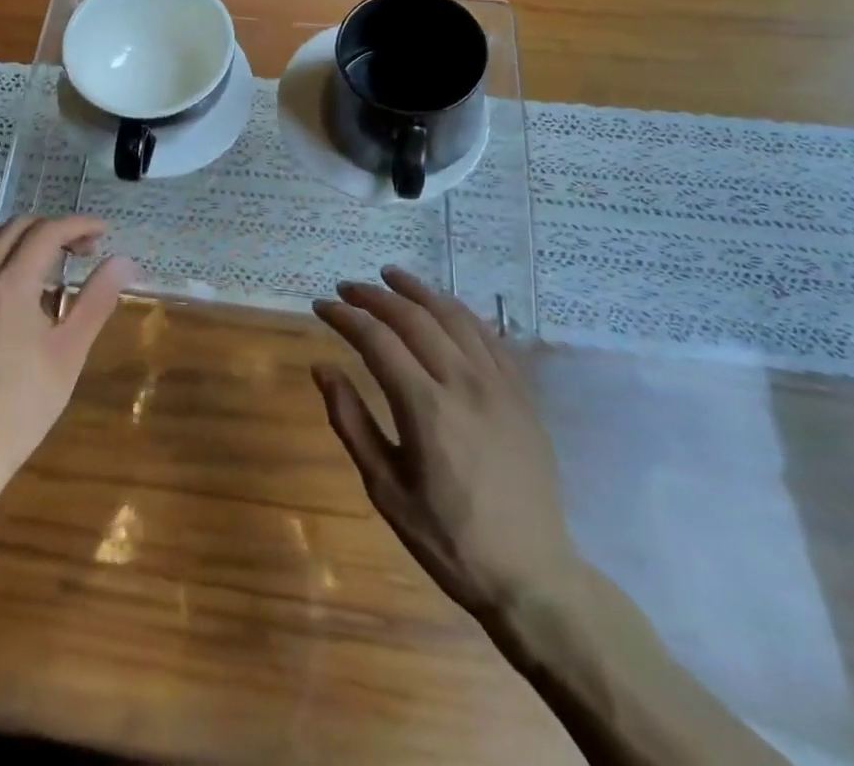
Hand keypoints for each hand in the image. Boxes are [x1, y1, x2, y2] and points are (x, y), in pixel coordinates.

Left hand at [0, 216, 135, 503]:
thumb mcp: (69, 353)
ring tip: (48, 261)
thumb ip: (96, 299)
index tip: (103, 233)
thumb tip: (123, 261)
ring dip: (21, 237)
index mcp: (8, 285)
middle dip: (54, 229)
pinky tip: (12, 285)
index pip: (47, 232)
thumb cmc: (23, 407)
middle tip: (83, 251)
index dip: (79, 225)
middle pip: (16, 227)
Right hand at [312, 267, 579, 634]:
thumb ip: (350, 421)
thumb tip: (321, 367)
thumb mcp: (385, 489)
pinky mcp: (522, 394)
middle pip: (414, 318)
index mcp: (426, 409)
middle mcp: (464, 384)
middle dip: (374, 296)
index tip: (320, 306)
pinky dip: (458, 311)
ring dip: (418, 291)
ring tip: (390, 276)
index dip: (344, 316)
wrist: (532, 576)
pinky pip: (489, 335)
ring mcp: (499, 385)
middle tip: (347, 289)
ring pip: (454, 315)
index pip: (376, 340)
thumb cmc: (448, 538)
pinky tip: (442, 307)